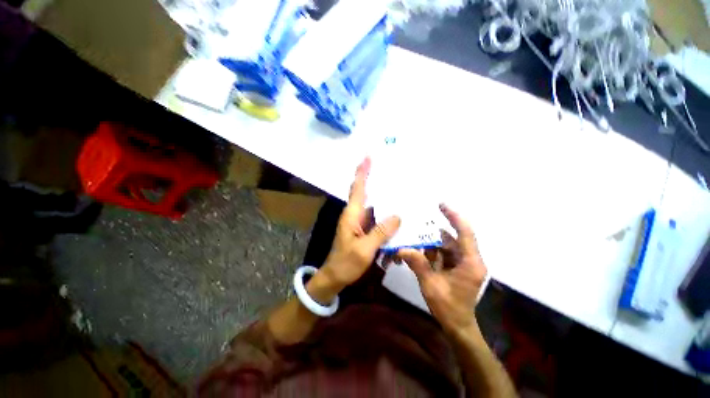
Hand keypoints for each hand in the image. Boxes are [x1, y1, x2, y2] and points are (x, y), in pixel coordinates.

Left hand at [316, 158, 400, 296]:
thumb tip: (397, 216)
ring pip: (374, 207)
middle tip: (392, 172)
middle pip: (366, 193)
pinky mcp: (364, 231)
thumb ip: (380, 232)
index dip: (362, 172)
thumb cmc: (346, 263)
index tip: (368, 157)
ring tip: (401, 194)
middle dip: (377, 181)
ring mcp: (359, 223)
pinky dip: (385, 218)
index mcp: (352, 215)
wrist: (334, 277)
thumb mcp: (364, 249)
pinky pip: (376, 219)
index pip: (358, 188)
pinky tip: (398, 219)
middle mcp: (355, 215)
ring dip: (385, 202)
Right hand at [398, 204, 486, 332]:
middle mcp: (470, 260)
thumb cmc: (449, 308)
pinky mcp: (458, 267)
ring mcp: (465, 263)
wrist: (458, 326)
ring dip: (431, 243)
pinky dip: (432, 252)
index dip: (454, 217)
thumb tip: (402, 248)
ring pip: (447, 245)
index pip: (465, 233)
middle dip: (434, 233)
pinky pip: (444, 253)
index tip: (441, 205)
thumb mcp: (431, 286)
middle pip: (453, 238)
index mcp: (470, 263)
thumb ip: (418, 264)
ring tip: (415, 240)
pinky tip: (420, 252)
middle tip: (417, 225)